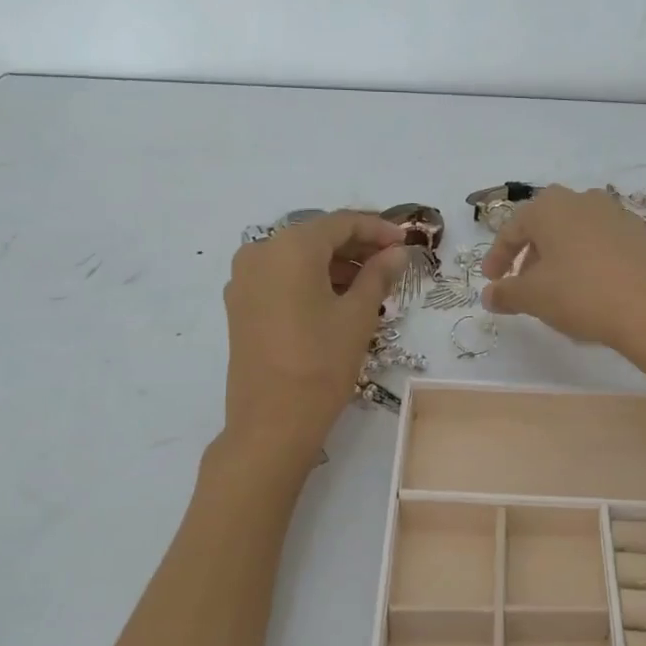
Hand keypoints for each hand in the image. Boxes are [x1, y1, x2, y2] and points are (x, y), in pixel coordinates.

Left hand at [222, 211, 406, 463]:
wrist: (271, 422)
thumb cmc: (321, 363)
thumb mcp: (357, 316)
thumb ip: (379, 274)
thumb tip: (397, 252)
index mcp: (290, 247)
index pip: (340, 223)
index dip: (377, 228)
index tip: (405, 241)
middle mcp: (260, 252)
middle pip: (316, 237)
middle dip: (355, 246)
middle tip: (391, 261)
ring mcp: (244, 279)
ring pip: (297, 258)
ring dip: (334, 264)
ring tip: (370, 283)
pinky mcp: (240, 305)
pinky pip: (280, 277)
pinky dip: (310, 280)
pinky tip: (337, 298)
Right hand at [481, 185, 645, 360]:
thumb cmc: (581, 295)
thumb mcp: (533, 298)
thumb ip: (506, 294)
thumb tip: (489, 295)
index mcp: (551, 208)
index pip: (513, 228)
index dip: (498, 257)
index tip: (492, 282)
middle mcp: (585, 200)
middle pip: (547, 225)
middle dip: (532, 253)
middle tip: (524, 282)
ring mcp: (620, 215)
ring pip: (580, 232)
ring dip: (564, 255)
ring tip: (561, 287)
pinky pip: (609, 246)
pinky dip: (595, 261)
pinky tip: (597, 288)